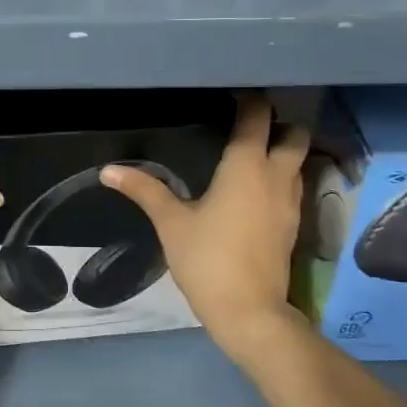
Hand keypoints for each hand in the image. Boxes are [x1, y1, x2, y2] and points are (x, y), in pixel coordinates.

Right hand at [99, 96, 308, 360]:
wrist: (249, 312)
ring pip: (299, 161)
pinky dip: (281, 178)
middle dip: (277, 124)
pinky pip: (294, 186)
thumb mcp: (170, 222)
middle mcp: (276, 176)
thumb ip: (144, 190)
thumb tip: (108, 170)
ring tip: (250, 154)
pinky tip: (255, 190)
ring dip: (282, 151)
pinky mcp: (294, 225)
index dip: (248, 100)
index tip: (232, 95)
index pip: (257, 117)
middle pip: (294, 134)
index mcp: (246, 166)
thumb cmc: (207, 259)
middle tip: (247, 126)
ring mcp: (291, 202)